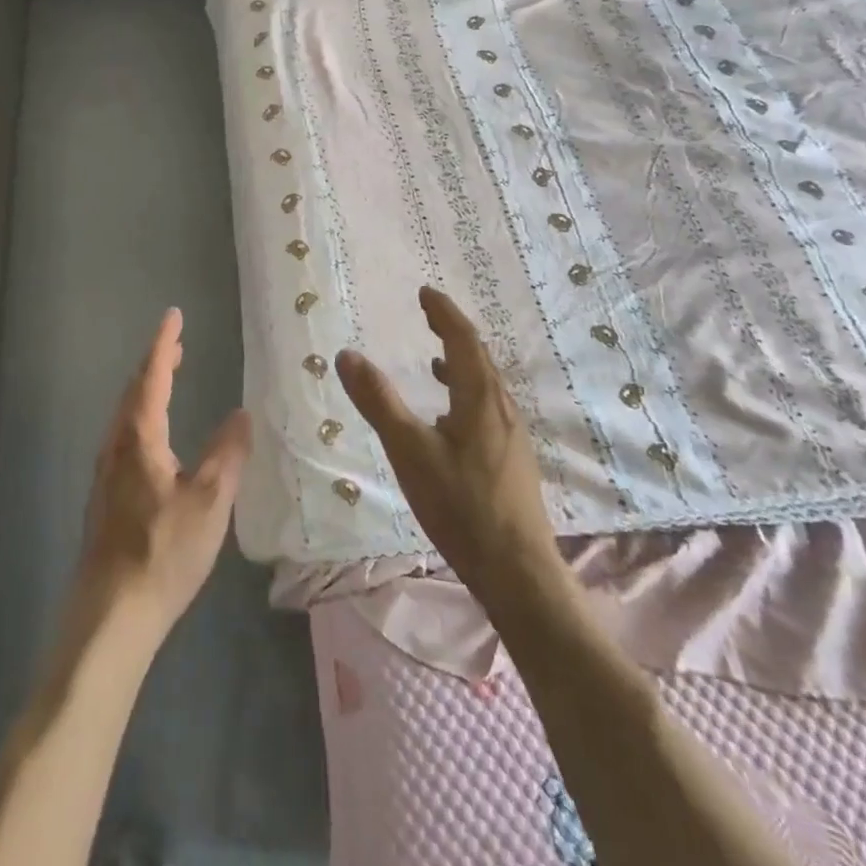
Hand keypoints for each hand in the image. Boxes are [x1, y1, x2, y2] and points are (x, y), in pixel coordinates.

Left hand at [75, 308, 251, 645]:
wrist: (111, 615)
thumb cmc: (163, 552)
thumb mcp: (210, 501)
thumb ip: (227, 453)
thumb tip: (242, 412)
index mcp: (140, 438)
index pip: (153, 377)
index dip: (165, 344)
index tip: (174, 315)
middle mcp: (116, 446)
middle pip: (134, 391)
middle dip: (155, 363)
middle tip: (177, 344)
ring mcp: (106, 472)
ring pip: (125, 414)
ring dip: (146, 389)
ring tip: (168, 377)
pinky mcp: (105, 496)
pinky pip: (124, 435)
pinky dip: (141, 415)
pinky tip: (154, 435)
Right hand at [335, 287, 558, 606]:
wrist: (518, 572)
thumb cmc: (461, 506)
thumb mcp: (410, 451)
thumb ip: (379, 401)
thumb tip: (347, 354)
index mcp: (480, 398)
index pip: (464, 340)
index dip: (444, 313)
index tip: (426, 293)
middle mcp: (501, 408)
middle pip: (479, 357)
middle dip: (453, 331)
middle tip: (428, 315)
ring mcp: (510, 435)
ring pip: (485, 384)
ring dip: (461, 363)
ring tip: (436, 360)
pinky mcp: (511, 459)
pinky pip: (486, 407)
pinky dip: (465, 393)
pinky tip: (449, 419)